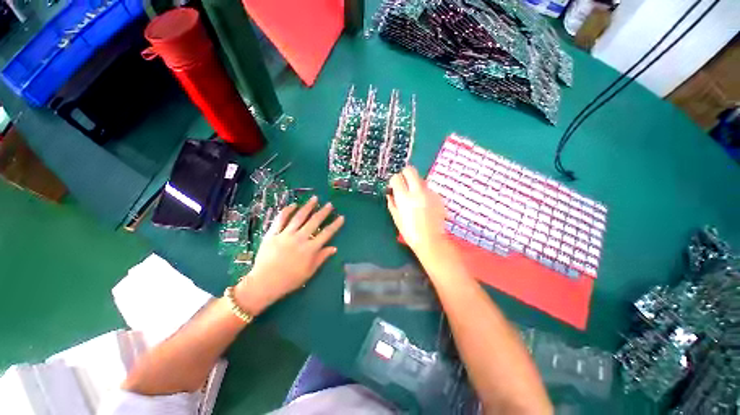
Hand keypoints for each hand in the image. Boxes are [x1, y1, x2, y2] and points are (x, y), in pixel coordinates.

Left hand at [234, 196, 343, 314]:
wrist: (264, 283)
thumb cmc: (289, 280)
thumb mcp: (309, 272)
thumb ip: (322, 257)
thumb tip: (334, 248)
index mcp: (310, 249)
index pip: (327, 234)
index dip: (335, 225)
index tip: (341, 217)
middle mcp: (300, 238)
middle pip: (314, 222)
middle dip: (323, 212)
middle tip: (329, 204)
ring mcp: (285, 235)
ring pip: (299, 217)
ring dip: (308, 207)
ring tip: (314, 199)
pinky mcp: (272, 234)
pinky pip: (280, 219)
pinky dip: (287, 211)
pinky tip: (293, 205)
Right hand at [387, 166, 446, 257]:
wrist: (431, 240)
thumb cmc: (410, 232)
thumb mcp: (396, 217)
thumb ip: (392, 202)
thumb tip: (391, 193)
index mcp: (404, 197)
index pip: (396, 177)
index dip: (394, 181)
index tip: (394, 187)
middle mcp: (417, 191)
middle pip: (410, 170)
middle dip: (405, 174)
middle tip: (404, 184)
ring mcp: (430, 193)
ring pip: (421, 179)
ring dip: (415, 184)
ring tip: (415, 198)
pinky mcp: (438, 197)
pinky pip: (429, 189)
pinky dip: (424, 193)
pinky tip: (424, 205)